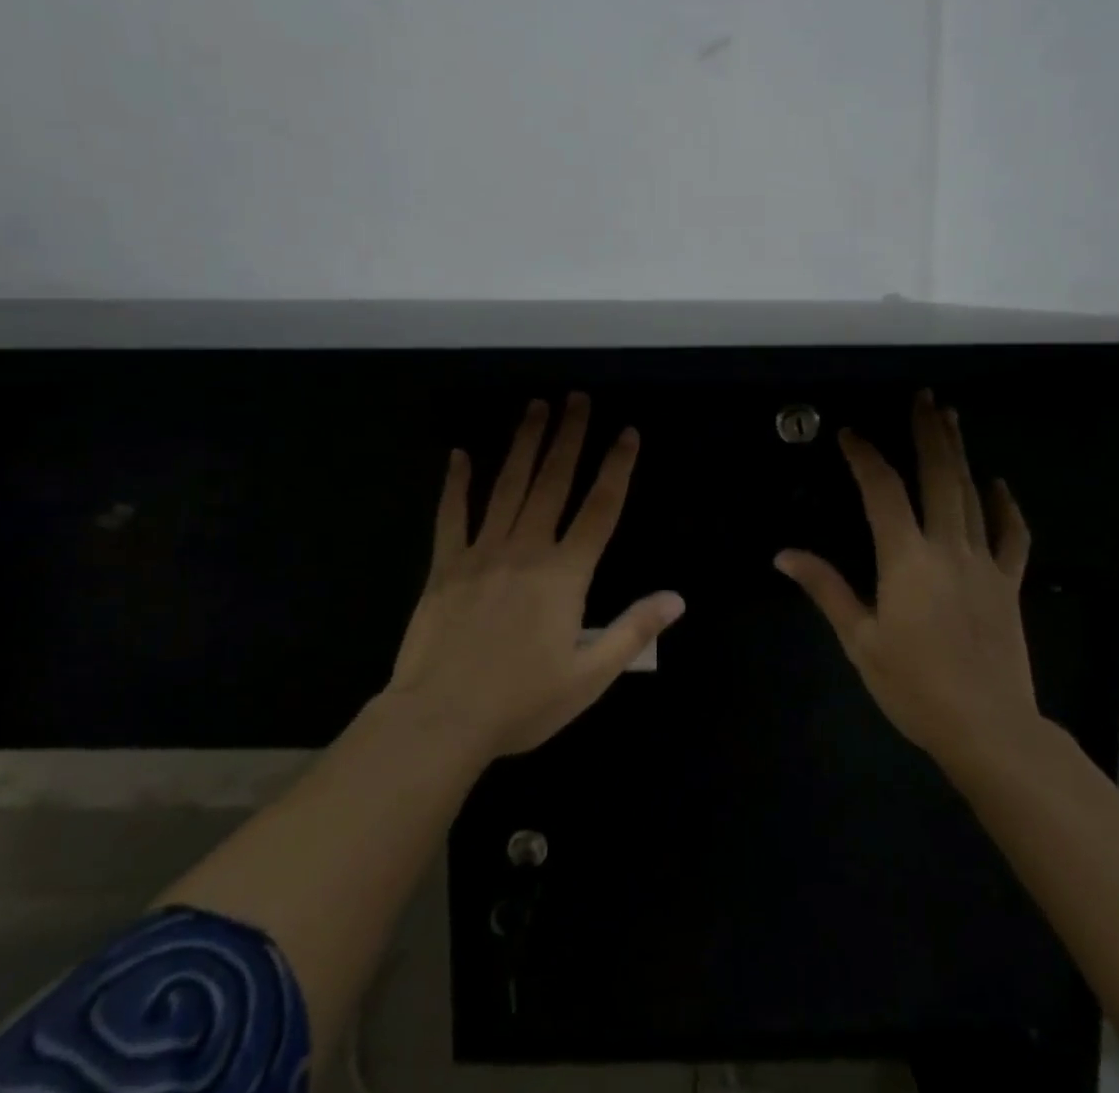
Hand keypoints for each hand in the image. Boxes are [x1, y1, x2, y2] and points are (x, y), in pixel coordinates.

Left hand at [388, 393, 684, 758]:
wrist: (441, 720)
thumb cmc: (521, 703)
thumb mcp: (589, 677)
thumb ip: (633, 631)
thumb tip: (677, 598)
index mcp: (564, 575)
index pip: (599, 509)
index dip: (617, 468)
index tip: (627, 432)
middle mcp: (526, 550)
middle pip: (553, 482)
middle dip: (568, 436)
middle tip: (577, 397)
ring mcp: (482, 553)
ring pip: (507, 486)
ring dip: (523, 443)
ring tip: (535, 406)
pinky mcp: (445, 565)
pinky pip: (451, 515)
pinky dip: (455, 483)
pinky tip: (458, 454)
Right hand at [775, 390, 1040, 771]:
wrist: (990, 729)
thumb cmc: (915, 686)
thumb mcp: (860, 640)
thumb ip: (825, 588)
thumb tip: (784, 554)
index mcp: (906, 559)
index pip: (882, 491)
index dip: (865, 456)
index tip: (850, 434)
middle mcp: (948, 548)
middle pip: (939, 477)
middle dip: (929, 433)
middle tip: (924, 397)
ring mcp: (984, 564)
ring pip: (974, 496)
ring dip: (961, 454)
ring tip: (952, 419)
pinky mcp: (1008, 584)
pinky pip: (1013, 536)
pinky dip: (1007, 507)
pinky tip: (998, 484)